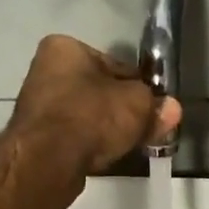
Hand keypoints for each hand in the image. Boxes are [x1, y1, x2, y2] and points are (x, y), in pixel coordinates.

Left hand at [6, 36, 181, 194]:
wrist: (48, 160)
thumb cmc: (92, 116)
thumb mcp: (137, 104)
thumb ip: (156, 105)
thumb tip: (172, 110)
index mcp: (64, 48)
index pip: (115, 65)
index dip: (138, 86)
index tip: (153, 107)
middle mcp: (45, 71)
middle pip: (99, 91)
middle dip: (122, 110)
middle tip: (144, 130)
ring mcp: (37, 107)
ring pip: (86, 116)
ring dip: (106, 129)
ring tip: (127, 146)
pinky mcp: (36, 139)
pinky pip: (73, 137)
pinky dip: (89, 144)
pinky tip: (103, 156)